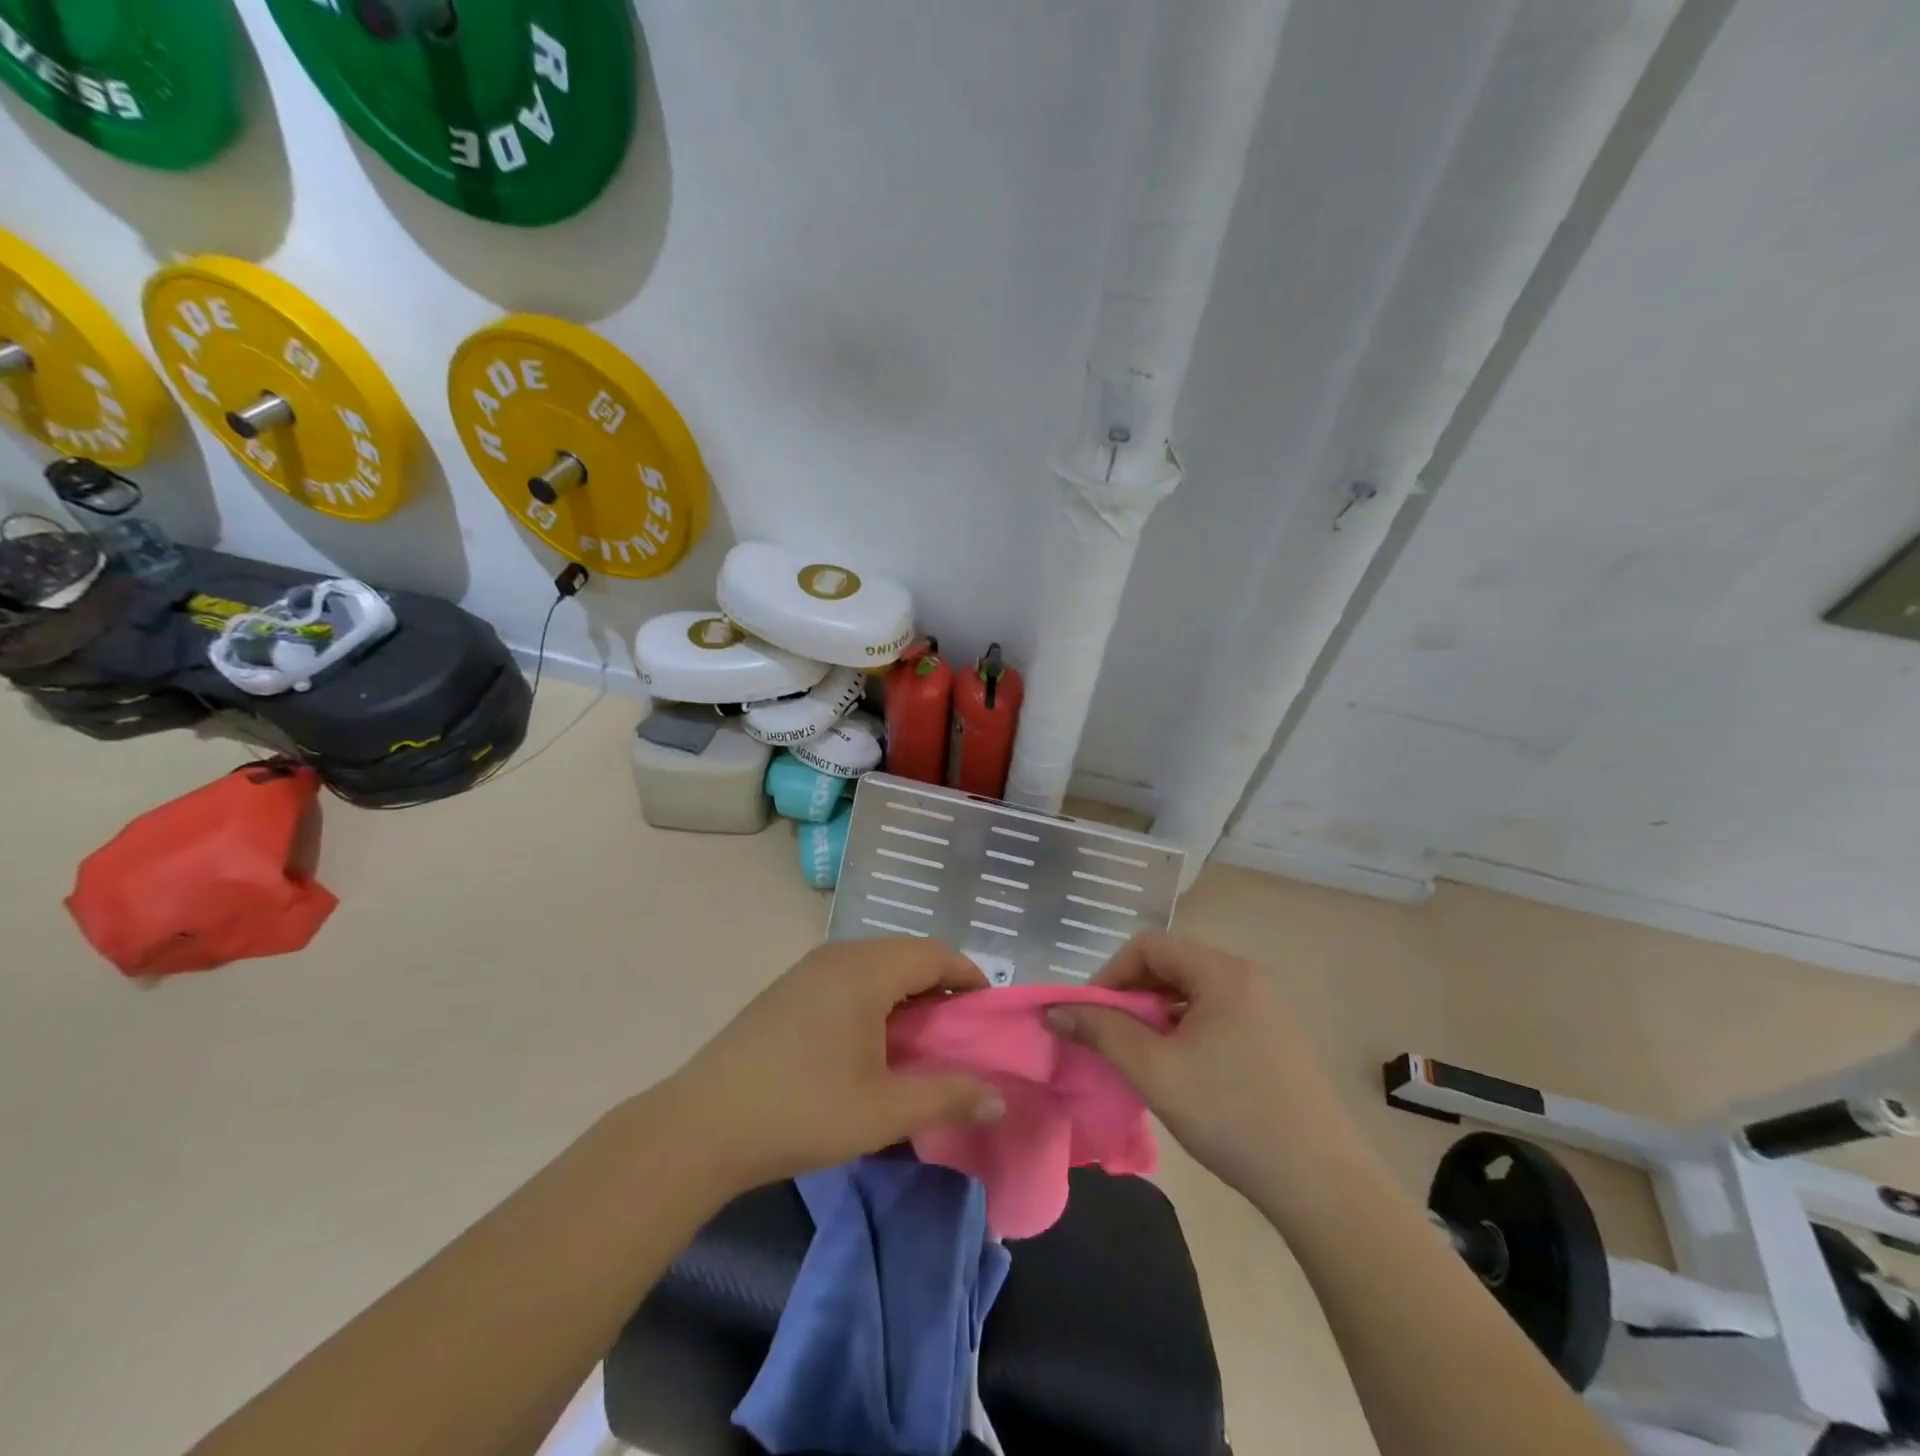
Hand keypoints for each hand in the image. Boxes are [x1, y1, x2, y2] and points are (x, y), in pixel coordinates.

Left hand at [657, 939, 1005, 1195]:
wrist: (701, 1126)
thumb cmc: (801, 1110)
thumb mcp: (883, 1111)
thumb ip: (948, 1096)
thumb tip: (1000, 1098)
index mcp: (865, 969)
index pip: (936, 953)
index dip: (970, 979)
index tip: (989, 1017)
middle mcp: (838, 954)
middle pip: (907, 955)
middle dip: (941, 988)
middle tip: (958, 1036)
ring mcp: (808, 969)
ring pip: (877, 966)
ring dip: (907, 995)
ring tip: (919, 1044)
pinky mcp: (788, 989)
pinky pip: (849, 978)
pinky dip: (875, 999)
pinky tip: (870, 1044)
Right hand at [1047, 931, 1356, 1203]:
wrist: (1321, 1185)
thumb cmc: (1232, 1115)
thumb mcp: (1155, 1071)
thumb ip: (1102, 1031)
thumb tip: (1056, 1011)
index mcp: (1222, 972)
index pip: (1148, 946)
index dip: (1109, 974)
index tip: (1089, 1015)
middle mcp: (1245, 977)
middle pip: (1169, 966)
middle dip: (1129, 997)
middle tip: (1107, 1038)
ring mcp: (1264, 1008)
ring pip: (1189, 994)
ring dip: (1154, 1016)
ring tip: (1136, 1057)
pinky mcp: (1272, 1038)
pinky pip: (1212, 1016)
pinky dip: (1181, 1032)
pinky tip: (1175, 1071)